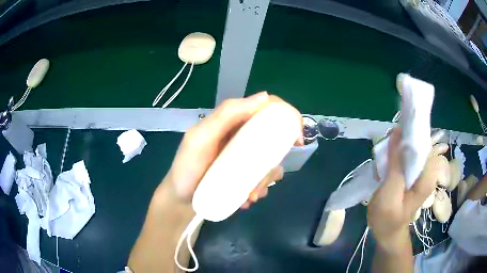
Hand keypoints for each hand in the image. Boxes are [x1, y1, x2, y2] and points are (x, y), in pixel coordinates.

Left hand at [165, 92, 302, 208]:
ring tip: (249, 195)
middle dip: (273, 162)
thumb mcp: (201, 138)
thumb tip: (265, 97)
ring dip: (265, 180)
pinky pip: (263, 179)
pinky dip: (259, 189)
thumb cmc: (187, 168)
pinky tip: (246, 199)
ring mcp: (244, 157)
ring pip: (271, 163)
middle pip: (273, 140)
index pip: (266, 109)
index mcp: (234, 122)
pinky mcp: (244, 175)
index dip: (286, 118)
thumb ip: (227, 115)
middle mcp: (242, 137)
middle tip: (261, 181)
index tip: (296, 140)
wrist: (181, 200)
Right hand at [367, 128, 447, 251]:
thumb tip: (398, 133)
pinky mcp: (414, 176)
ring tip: (386, 155)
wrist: (387, 233)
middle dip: (403, 141)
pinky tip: (388, 161)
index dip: (411, 134)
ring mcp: (421, 174)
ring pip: (413, 150)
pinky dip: (398, 155)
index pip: (425, 143)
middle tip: (387, 148)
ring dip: (399, 148)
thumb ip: (396, 165)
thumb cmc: (388, 218)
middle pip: (419, 145)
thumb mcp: (389, 193)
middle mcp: (428, 172)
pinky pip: (408, 158)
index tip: (395, 134)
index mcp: (427, 176)